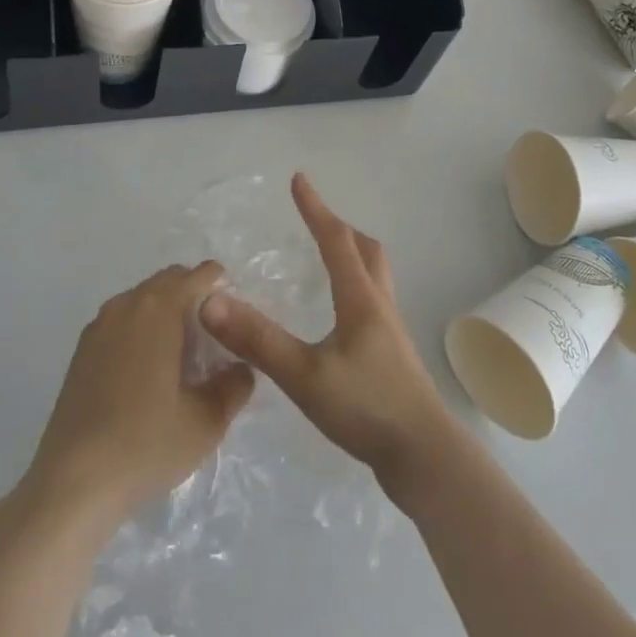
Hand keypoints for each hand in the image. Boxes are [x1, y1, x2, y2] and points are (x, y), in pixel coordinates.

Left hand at [24, 261, 254, 524]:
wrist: (72, 485)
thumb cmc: (145, 444)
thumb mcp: (207, 421)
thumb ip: (234, 385)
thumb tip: (241, 367)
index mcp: (160, 308)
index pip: (200, 275)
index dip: (223, 288)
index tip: (235, 319)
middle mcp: (127, 304)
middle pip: (170, 281)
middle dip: (194, 298)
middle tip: (212, 339)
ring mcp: (99, 325)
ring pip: (143, 300)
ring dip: (166, 314)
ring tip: (180, 358)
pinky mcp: (81, 351)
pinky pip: (122, 322)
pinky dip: (141, 331)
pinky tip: (146, 374)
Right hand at [198, 174, 453, 499]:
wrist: (424, 457)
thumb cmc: (366, 408)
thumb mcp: (305, 375)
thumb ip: (258, 340)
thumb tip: (211, 302)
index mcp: (360, 299)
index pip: (336, 240)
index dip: (315, 208)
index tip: (299, 179)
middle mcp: (379, 305)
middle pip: (366, 250)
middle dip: (339, 228)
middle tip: (314, 221)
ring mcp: (390, 332)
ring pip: (375, 276)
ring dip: (352, 256)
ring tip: (327, 260)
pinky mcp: (392, 356)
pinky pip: (373, 302)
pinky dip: (355, 288)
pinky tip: (339, 318)